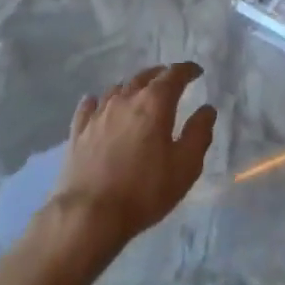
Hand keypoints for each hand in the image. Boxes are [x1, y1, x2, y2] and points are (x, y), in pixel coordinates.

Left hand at [53, 63, 215, 249]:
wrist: (90, 214)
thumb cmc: (145, 190)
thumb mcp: (186, 166)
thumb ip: (199, 133)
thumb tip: (207, 109)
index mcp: (154, 103)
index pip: (174, 75)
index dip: (187, 70)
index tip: (197, 72)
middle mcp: (125, 99)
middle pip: (145, 77)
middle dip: (161, 75)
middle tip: (171, 81)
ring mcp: (98, 114)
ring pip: (118, 89)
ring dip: (133, 87)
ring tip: (140, 94)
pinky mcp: (78, 131)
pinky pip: (90, 106)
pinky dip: (99, 101)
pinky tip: (99, 105)